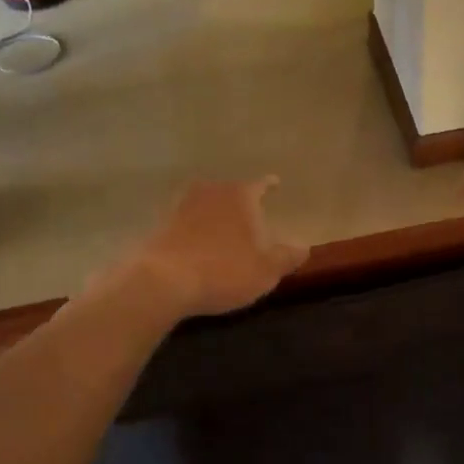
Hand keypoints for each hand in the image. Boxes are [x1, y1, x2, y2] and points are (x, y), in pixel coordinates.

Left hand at [129, 178, 306, 317]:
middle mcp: (210, 192)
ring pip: (204, 202)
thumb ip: (287, 257)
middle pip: (229, 190)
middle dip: (239, 199)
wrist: (163, 281)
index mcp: (240, 196)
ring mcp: (181, 206)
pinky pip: (183, 221)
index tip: (275, 182)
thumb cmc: (224, 270)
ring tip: (222, 224)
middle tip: (248, 210)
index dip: (269, 185)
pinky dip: (192, 228)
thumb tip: (303, 246)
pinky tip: (196, 242)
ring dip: (213, 211)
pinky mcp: (159, 225)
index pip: (259, 185)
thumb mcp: (266, 270)